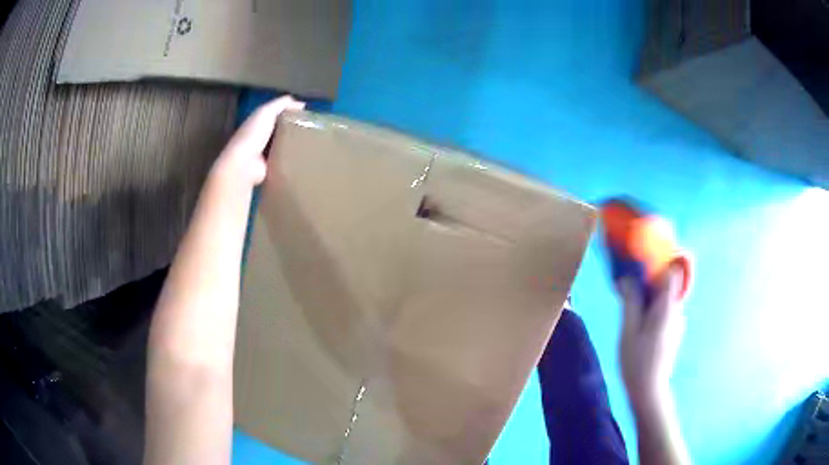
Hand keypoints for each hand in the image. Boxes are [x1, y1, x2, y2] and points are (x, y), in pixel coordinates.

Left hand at [212, 96, 304, 186]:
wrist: (245, 163)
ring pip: (284, 145)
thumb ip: (282, 104)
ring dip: (295, 145)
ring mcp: (264, 153)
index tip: (308, 115)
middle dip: (295, 129)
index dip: (291, 113)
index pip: (277, 114)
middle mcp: (260, 136)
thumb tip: (301, 104)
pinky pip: (284, 160)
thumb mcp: (267, 111)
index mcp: (258, 121)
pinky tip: (304, 158)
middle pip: (281, 130)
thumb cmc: (254, 133)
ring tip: (312, 144)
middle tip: (313, 130)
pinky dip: (292, 159)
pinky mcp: (270, 166)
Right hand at [617, 265, 686, 413]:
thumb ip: (631, 302)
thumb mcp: (628, 331)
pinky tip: (637, 327)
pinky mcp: (673, 332)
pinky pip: (664, 311)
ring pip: (664, 299)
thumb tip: (627, 279)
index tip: (642, 264)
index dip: (660, 262)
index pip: (673, 271)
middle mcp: (676, 311)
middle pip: (667, 284)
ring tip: (629, 312)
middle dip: (648, 282)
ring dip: (648, 298)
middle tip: (627, 290)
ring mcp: (676, 322)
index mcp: (667, 307)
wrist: (649, 391)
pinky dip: (652, 311)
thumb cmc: (637, 362)